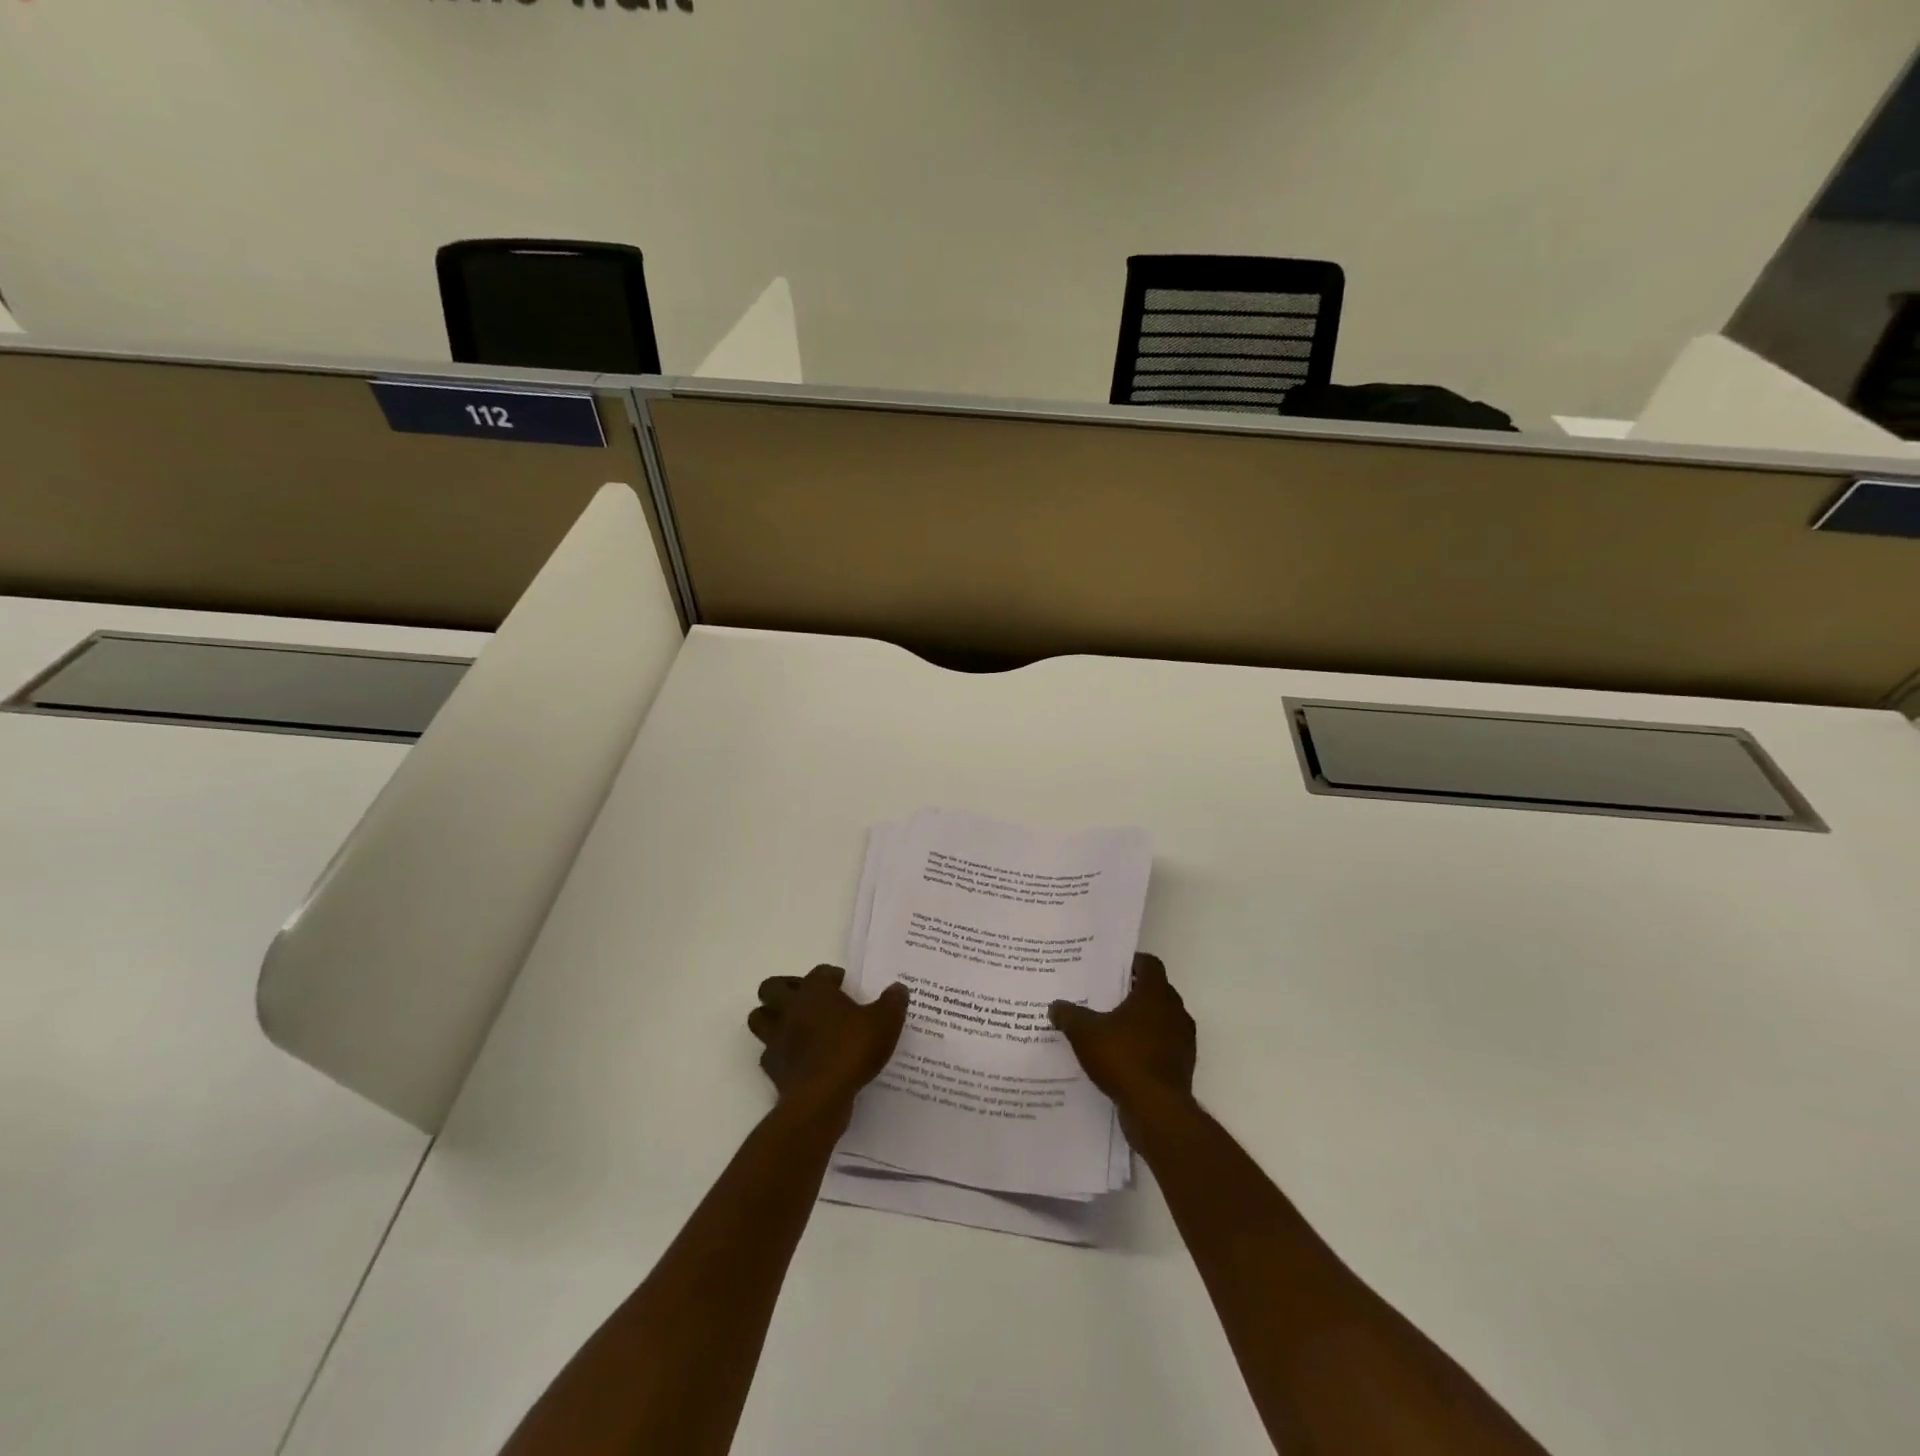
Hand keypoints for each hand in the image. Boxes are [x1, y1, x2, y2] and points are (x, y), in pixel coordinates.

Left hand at [748, 965, 908, 1112]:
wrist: (822, 1098)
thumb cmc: (852, 1050)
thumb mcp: (885, 1022)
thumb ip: (892, 1002)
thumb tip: (898, 988)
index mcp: (815, 992)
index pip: (819, 972)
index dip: (832, 976)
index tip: (845, 986)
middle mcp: (790, 1009)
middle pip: (771, 987)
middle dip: (784, 989)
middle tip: (807, 999)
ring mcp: (776, 1038)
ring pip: (759, 1018)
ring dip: (771, 1018)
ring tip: (794, 1025)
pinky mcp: (772, 1067)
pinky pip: (768, 1053)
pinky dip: (779, 1053)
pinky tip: (797, 1059)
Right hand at [1050, 953, 1195, 1116]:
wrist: (1157, 1110)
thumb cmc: (1123, 1058)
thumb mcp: (1084, 1033)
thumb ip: (1069, 1015)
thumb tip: (1055, 1006)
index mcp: (1155, 994)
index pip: (1150, 964)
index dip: (1132, 962)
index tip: (1113, 967)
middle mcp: (1175, 1011)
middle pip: (1157, 991)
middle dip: (1134, 992)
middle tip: (1107, 996)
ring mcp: (1183, 1040)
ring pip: (1162, 1020)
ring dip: (1142, 1021)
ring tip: (1113, 1028)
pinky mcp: (1182, 1066)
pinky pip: (1163, 1046)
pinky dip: (1148, 1047)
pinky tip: (1124, 1058)